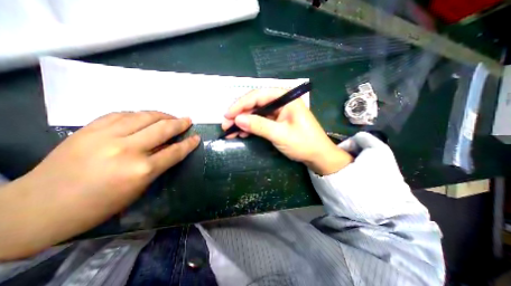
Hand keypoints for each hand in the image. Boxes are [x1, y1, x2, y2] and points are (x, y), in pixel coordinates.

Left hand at [0, 110, 199, 258]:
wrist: (38, 208)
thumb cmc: (99, 205)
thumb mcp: (138, 188)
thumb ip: (157, 165)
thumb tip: (171, 149)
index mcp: (141, 170)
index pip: (175, 151)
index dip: (189, 143)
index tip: (197, 137)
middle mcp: (128, 149)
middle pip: (163, 129)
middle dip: (180, 123)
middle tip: (188, 120)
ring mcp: (106, 136)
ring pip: (144, 116)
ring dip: (162, 115)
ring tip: (170, 116)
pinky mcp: (89, 129)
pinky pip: (122, 114)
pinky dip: (138, 114)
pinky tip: (144, 117)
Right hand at [222, 88, 353, 174]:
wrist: (318, 156)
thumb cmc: (304, 144)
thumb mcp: (280, 135)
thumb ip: (259, 125)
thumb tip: (237, 119)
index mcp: (285, 98)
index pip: (258, 96)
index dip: (241, 104)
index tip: (227, 115)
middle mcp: (281, 102)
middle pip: (255, 104)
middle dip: (239, 114)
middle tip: (225, 124)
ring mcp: (278, 112)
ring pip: (256, 113)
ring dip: (243, 122)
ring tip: (230, 131)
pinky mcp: (277, 122)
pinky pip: (260, 121)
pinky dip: (250, 127)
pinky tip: (242, 133)